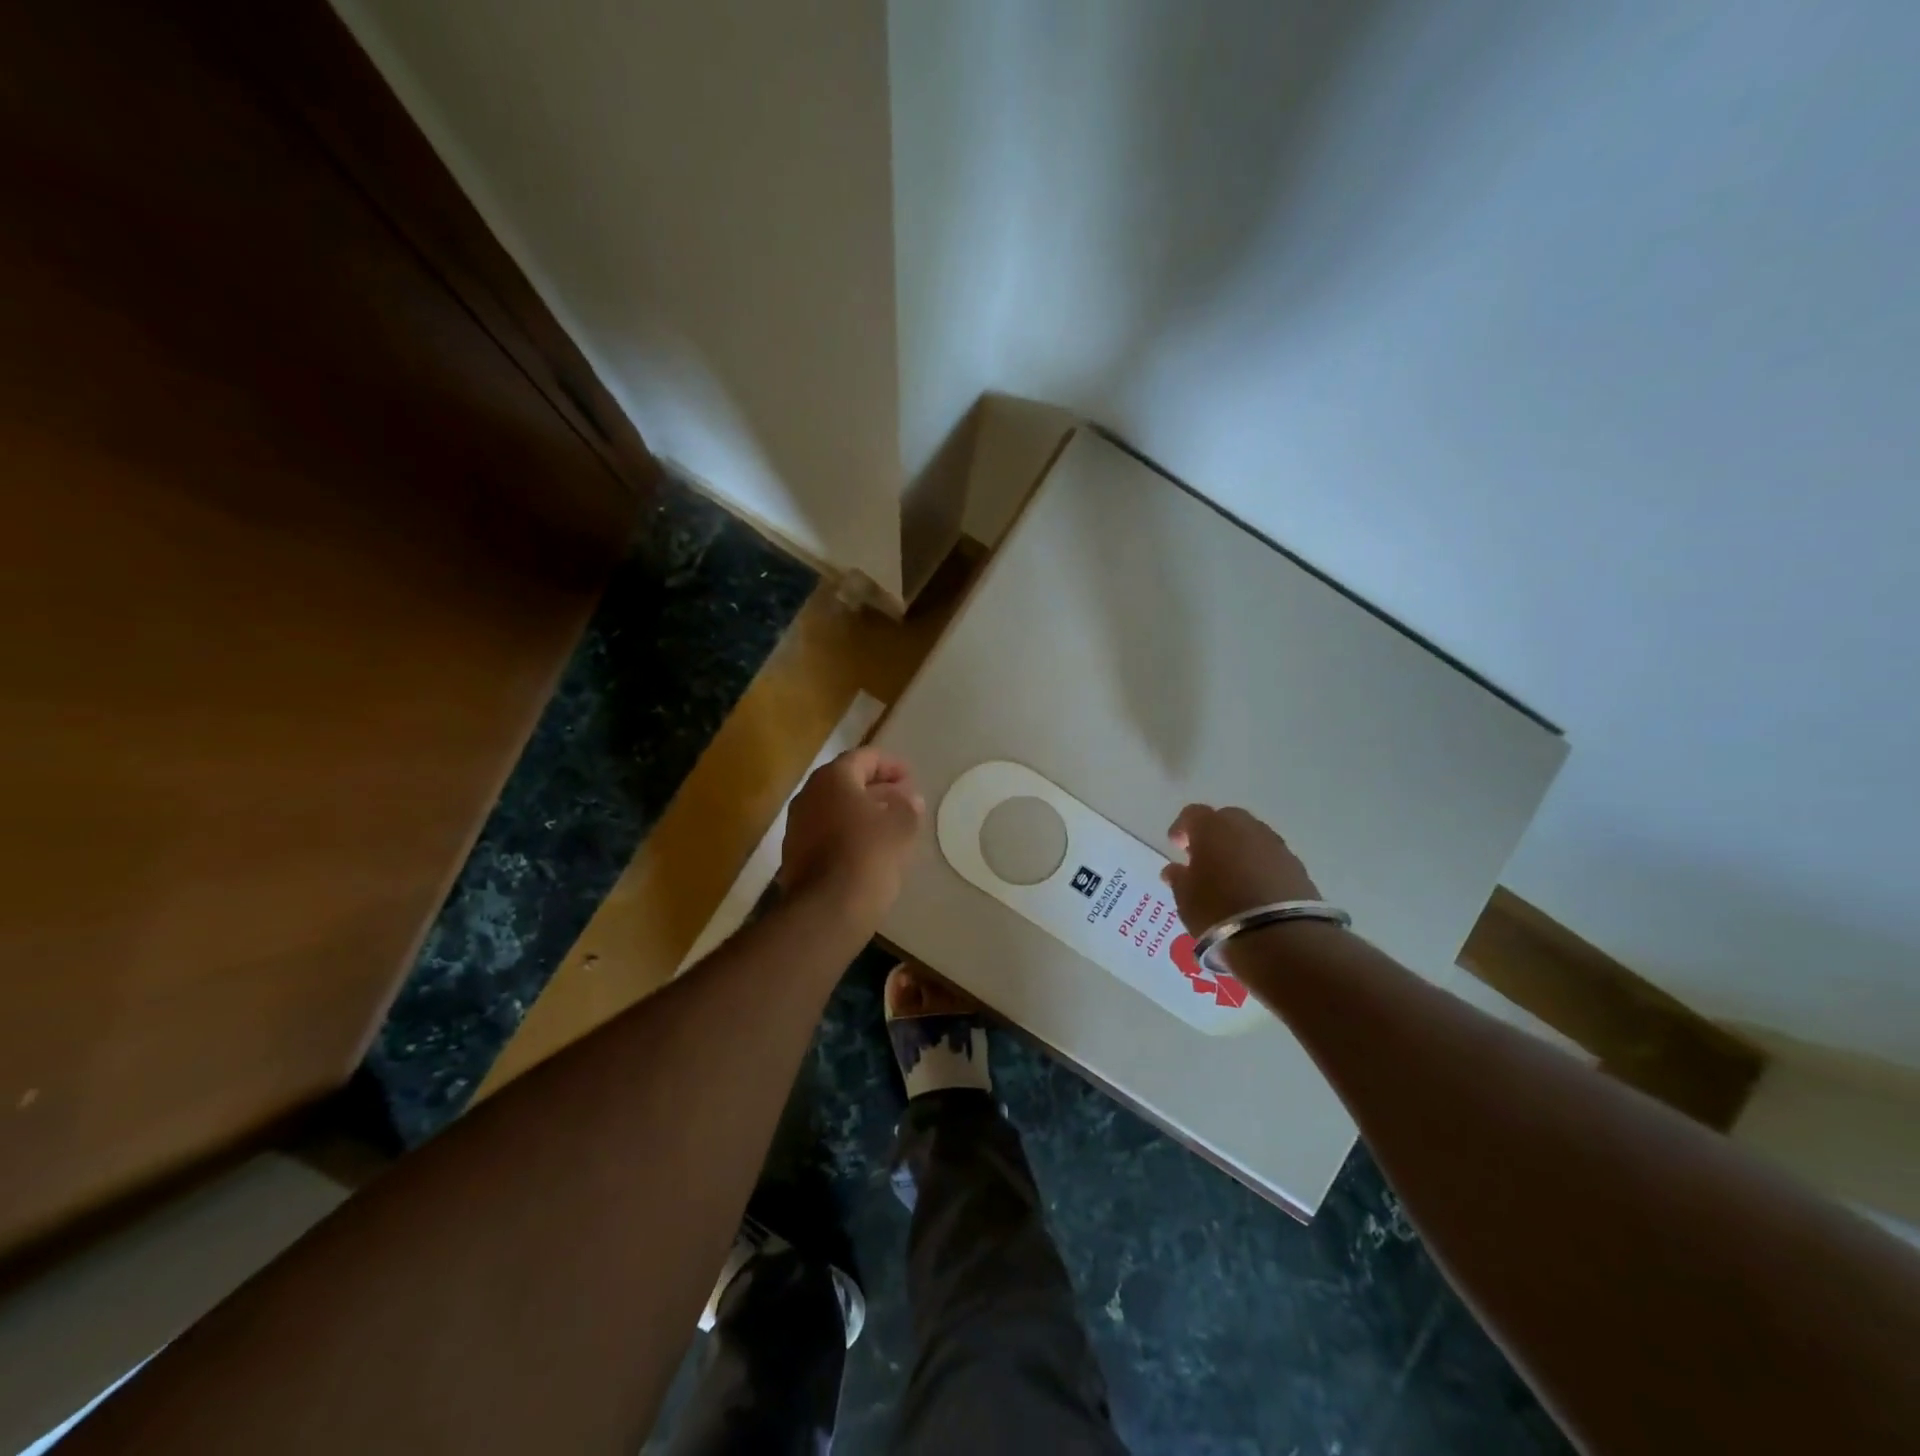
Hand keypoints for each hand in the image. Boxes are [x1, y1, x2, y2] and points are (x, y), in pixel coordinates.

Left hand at [778, 747, 925, 923]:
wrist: (827, 910)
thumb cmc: (868, 855)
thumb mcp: (901, 826)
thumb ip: (907, 807)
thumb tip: (909, 799)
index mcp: (832, 778)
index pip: (863, 758)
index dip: (890, 764)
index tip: (910, 777)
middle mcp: (809, 795)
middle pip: (846, 782)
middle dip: (876, 787)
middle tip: (902, 798)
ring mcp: (797, 827)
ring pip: (834, 808)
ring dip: (862, 811)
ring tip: (890, 823)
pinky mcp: (795, 855)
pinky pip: (826, 833)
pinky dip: (848, 832)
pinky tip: (869, 848)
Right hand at [1160, 804, 1321, 933]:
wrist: (1281, 939)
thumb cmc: (1219, 911)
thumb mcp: (1186, 899)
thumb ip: (1179, 879)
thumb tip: (1174, 869)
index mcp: (1212, 827)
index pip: (1192, 814)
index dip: (1182, 828)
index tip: (1176, 846)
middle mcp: (1246, 827)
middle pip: (1227, 820)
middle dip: (1214, 835)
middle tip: (1205, 859)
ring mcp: (1276, 846)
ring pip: (1252, 838)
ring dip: (1240, 851)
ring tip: (1231, 877)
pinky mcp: (1298, 868)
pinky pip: (1271, 859)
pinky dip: (1261, 868)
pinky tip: (1255, 890)